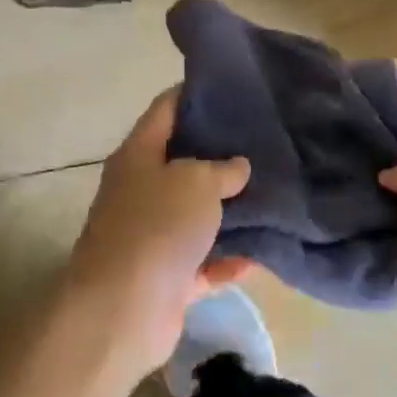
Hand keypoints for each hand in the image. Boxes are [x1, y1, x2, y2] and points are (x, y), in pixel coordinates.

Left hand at [60, 90, 252, 377]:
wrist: (123, 310)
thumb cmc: (157, 228)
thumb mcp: (196, 182)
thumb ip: (222, 169)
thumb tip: (237, 167)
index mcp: (138, 157)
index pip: (165, 111)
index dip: (193, 94)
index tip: (230, 87)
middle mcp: (141, 193)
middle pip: (182, 164)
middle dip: (220, 155)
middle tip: (264, 142)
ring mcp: (151, 238)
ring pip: (196, 217)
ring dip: (228, 211)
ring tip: (273, 193)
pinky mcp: (166, 279)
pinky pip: (204, 264)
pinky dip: (229, 261)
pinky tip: (264, 253)